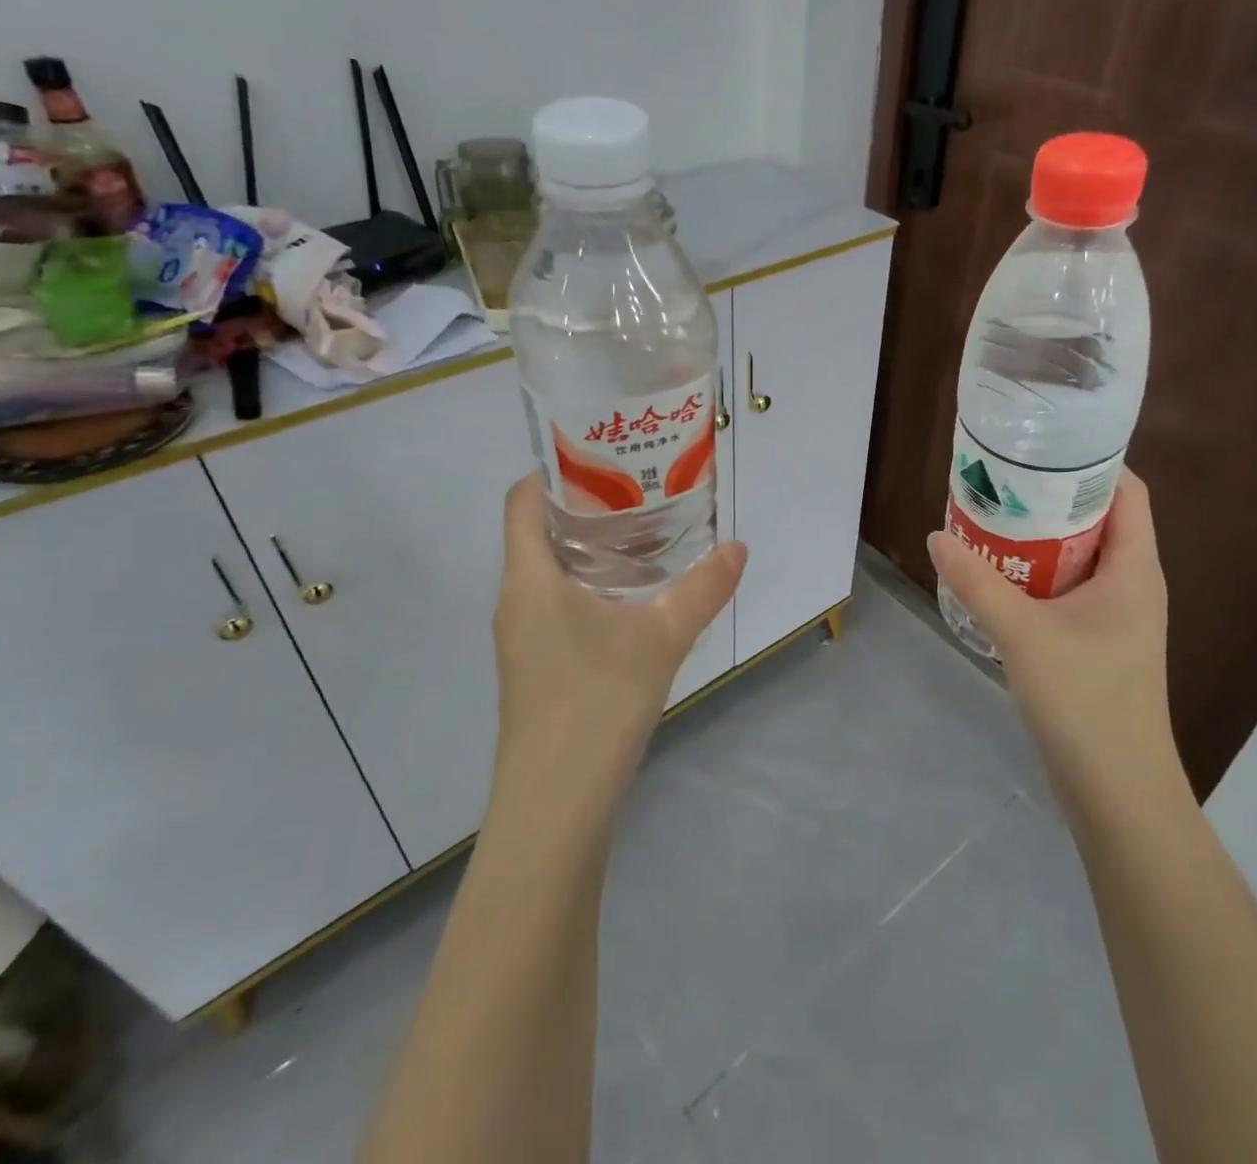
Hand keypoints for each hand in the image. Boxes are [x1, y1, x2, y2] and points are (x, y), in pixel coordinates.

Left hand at [492, 476, 746, 816]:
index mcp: (529, 578)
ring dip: (589, 548)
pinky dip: (589, 584)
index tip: (601, 453)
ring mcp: (522, 637)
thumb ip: (704, 588)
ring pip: (549, 570)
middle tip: (638, 487)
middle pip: (536, 531)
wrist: (555, 804)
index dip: (552, 469)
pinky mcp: (536, 665)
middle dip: (583, 505)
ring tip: (643, 532)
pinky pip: (556, 603)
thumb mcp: (662, 636)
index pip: (521, 500)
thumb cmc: (596, 701)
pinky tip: (632, 596)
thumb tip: (740, 547)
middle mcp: (516, 599)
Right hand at [928, 470, 1179, 813]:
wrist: (1116, 791)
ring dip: (1039, 537)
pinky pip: (1067, 588)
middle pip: (1098, 519)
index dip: (1091, 462)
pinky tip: (996, 574)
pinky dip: (1036, 572)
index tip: (1040, 446)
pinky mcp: (1096, 642)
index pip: (1127, 491)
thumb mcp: (1023, 634)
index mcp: (1134, 568)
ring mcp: (1115, 616)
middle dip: (1051, 497)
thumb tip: (936, 536)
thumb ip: (977, 582)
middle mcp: (1131, 583)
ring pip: (1079, 556)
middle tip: (1000, 480)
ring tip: (990, 517)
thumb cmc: (1085, 701)